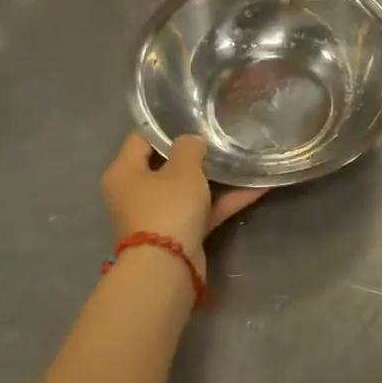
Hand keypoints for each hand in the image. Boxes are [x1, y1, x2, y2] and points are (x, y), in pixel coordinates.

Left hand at [100, 134, 263, 274]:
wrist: (168, 267)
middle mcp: (136, 192)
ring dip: (216, 178)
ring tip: (242, 158)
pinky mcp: (180, 233)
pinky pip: (203, 210)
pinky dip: (225, 200)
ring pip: (189, 189)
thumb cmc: (167, 207)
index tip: (193, 115)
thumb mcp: (182, 169)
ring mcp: (159, 214)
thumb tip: (192, 141)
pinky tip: (256, 187)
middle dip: (195, 153)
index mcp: (124, 171)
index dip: (166, 125)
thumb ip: (189, 147)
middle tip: (221, 135)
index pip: (142, 138)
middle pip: (166, 164)